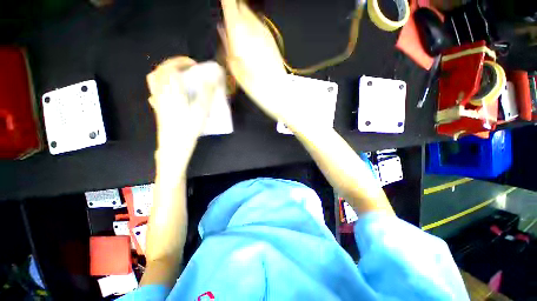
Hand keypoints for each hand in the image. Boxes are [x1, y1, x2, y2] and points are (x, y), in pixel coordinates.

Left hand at [147, 57, 224, 169]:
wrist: (175, 145)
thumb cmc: (189, 127)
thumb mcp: (202, 109)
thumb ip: (207, 92)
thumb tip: (213, 77)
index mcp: (171, 89)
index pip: (171, 67)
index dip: (182, 61)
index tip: (194, 64)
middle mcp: (160, 91)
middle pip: (161, 70)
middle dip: (173, 65)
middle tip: (187, 69)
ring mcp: (157, 99)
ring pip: (155, 79)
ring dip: (165, 72)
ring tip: (178, 77)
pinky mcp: (157, 107)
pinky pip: (155, 90)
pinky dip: (161, 84)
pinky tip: (170, 91)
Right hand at [219, 0, 294, 122]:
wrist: (277, 93)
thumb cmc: (255, 85)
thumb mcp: (234, 68)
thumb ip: (227, 45)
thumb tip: (223, 30)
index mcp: (240, 33)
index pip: (230, 4)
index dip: (226, 3)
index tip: (223, 5)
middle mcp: (254, 28)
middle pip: (241, 6)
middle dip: (234, 10)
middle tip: (229, 25)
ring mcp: (265, 34)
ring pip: (251, 15)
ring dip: (243, 20)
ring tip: (240, 38)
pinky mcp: (272, 41)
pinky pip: (260, 26)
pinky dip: (253, 29)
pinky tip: (251, 44)